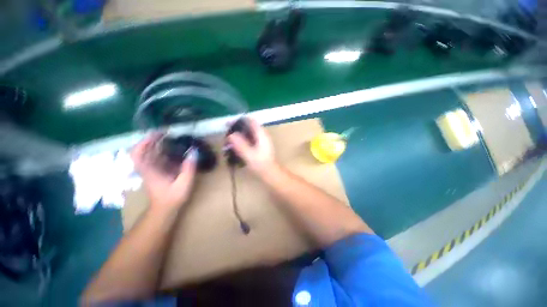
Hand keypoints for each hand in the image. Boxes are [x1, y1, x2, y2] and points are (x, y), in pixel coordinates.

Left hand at [131, 134, 196, 211]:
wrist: (164, 209)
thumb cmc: (172, 198)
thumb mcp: (184, 183)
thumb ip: (189, 168)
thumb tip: (194, 152)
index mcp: (150, 171)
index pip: (137, 154)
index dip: (143, 142)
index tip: (155, 134)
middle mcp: (148, 168)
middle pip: (142, 151)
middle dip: (151, 140)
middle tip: (165, 133)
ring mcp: (151, 170)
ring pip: (149, 154)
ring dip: (156, 144)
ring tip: (169, 138)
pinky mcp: (156, 172)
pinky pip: (156, 158)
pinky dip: (161, 151)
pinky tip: (172, 149)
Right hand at [227, 118, 276, 175]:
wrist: (271, 173)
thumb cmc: (261, 164)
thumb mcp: (249, 155)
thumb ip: (240, 144)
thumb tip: (231, 135)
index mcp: (261, 134)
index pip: (251, 121)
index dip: (239, 120)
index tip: (228, 124)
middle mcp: (262, 135)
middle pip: (249, 126)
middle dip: (238, 128)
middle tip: (227, 133)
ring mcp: (262, 140)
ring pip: (249, 132)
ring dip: (240, 134)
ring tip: (229, 139)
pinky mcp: (260, 146)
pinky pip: (250, 139)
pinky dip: (243, 140)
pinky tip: (236, 146)